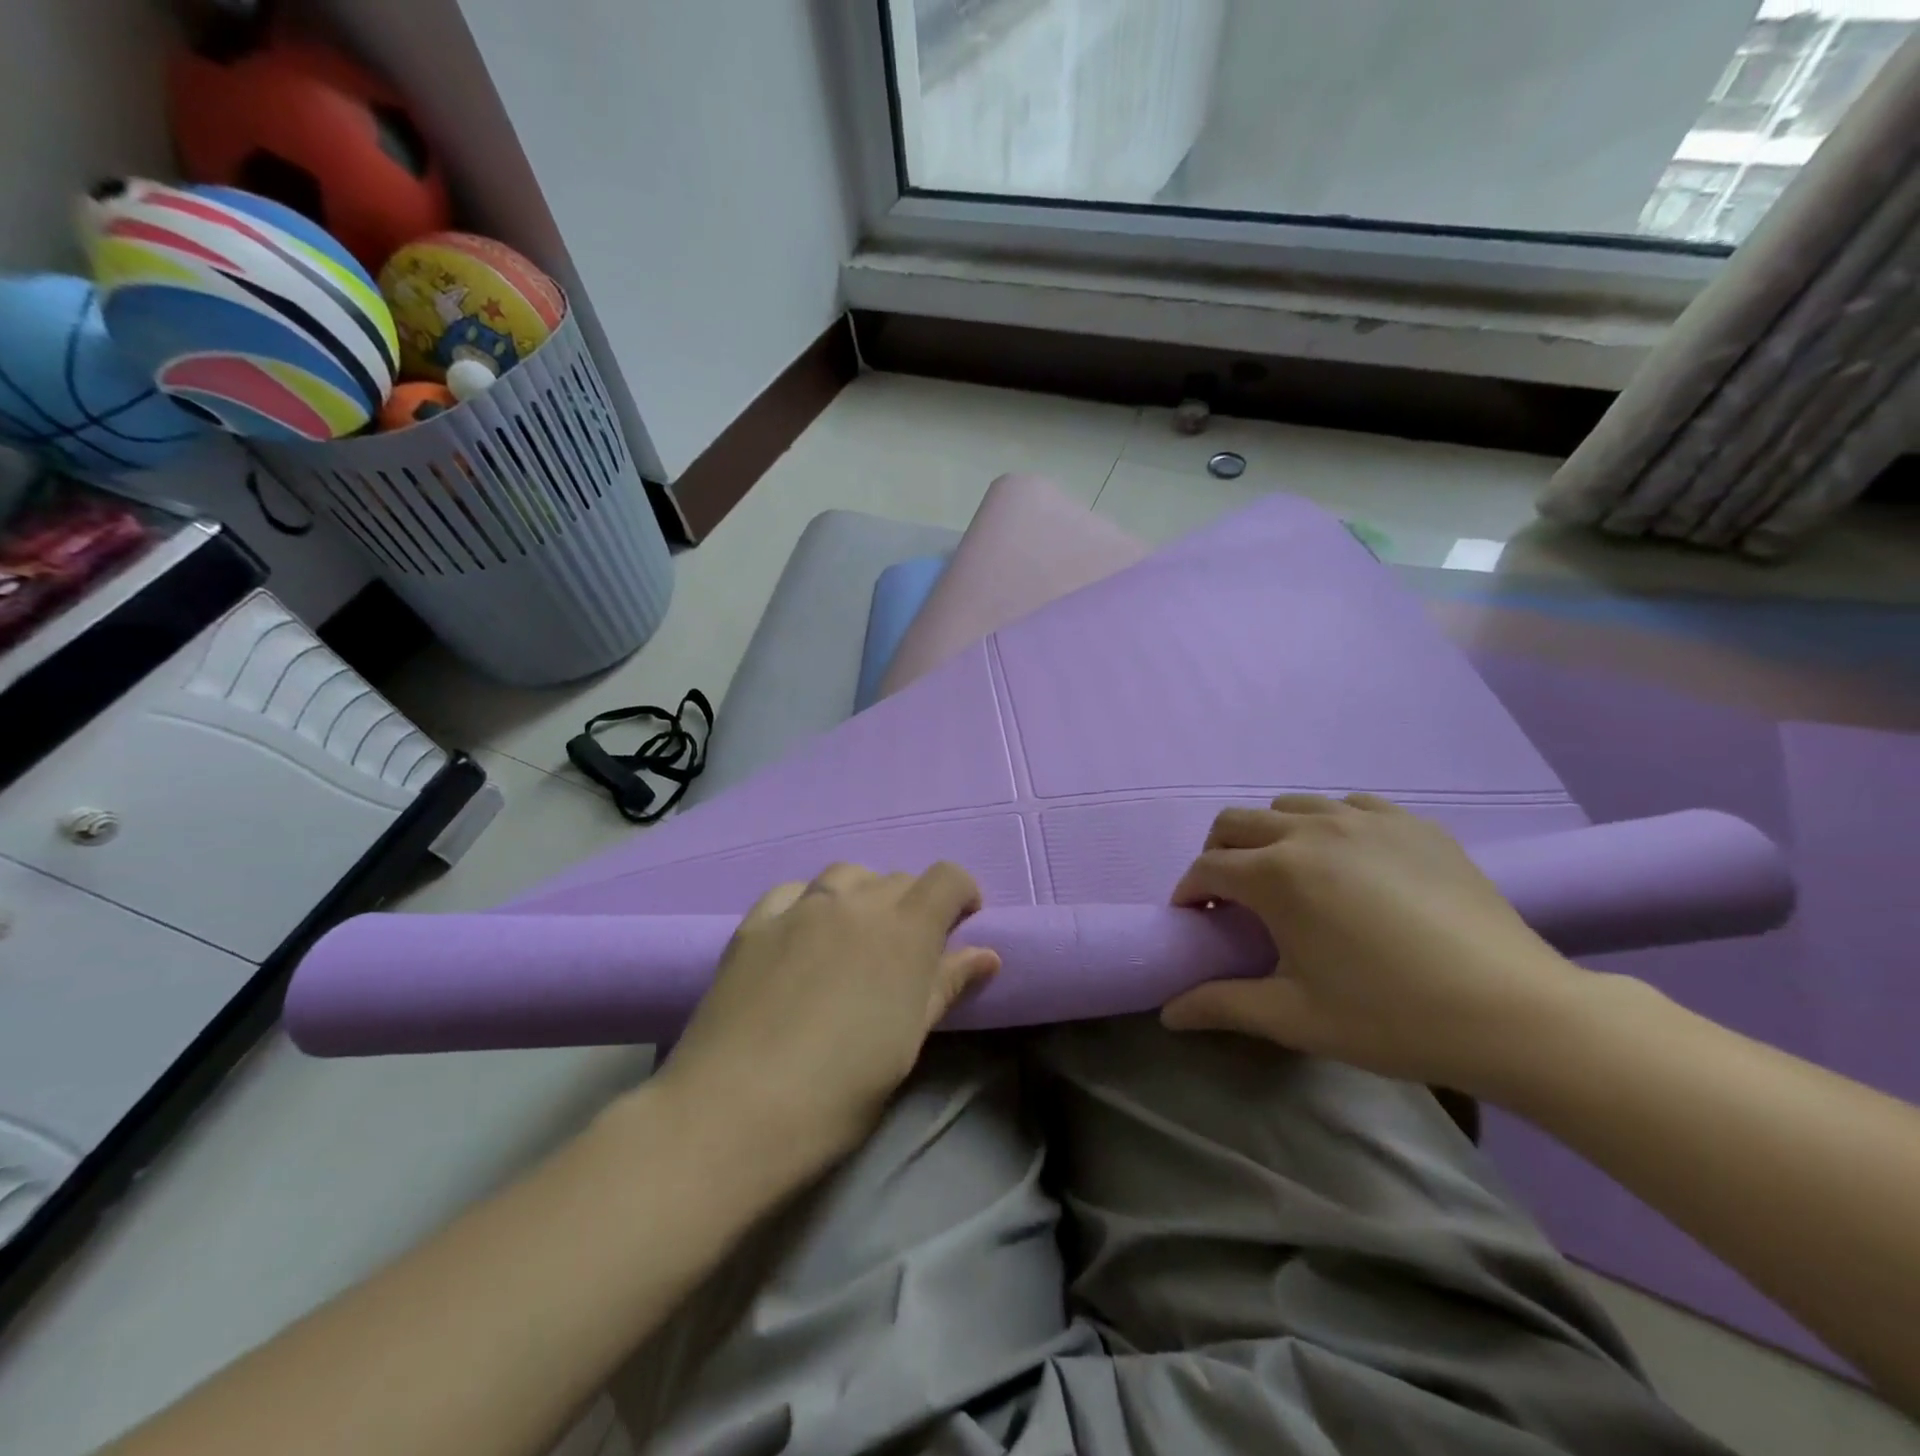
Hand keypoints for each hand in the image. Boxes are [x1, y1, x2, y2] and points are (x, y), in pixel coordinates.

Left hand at [652, 862, 999, 1187]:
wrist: (734, 1110)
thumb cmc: (838, 1091)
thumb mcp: (906, 1042)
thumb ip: (945, 987)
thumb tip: (987, 954)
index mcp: (904, 931)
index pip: (947, 879)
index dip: (962, 893)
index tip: (962, 925)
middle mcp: (855, 903)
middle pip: (898, 879)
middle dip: (914, 904)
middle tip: (905, 951)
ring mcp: (800, 908)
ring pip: (846, 875)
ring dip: (863, 895)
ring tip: (855, 936)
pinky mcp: (755, 923)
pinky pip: (793, 891)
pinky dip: (810, 901)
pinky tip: (802, 933)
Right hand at [1161, 794, 1584, 1092]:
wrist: (1515, 1013)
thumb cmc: (1391, 1017)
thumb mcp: (1295, 1018)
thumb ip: (1222, 1005)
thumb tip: (1168, 1011)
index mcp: (1276, 874)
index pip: (1207, 868)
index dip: (1189, 892)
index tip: (1193, 920)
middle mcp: (1311, 831)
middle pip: (1236, 822)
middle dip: (1218, 854)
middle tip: (1229, 897)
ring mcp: (1365, 820)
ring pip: (1290, 807)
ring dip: (1270, 836)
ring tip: (1287, 877)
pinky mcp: (1412, 824)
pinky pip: (1349, 806)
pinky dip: (1329, 826)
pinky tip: (1348, 864)